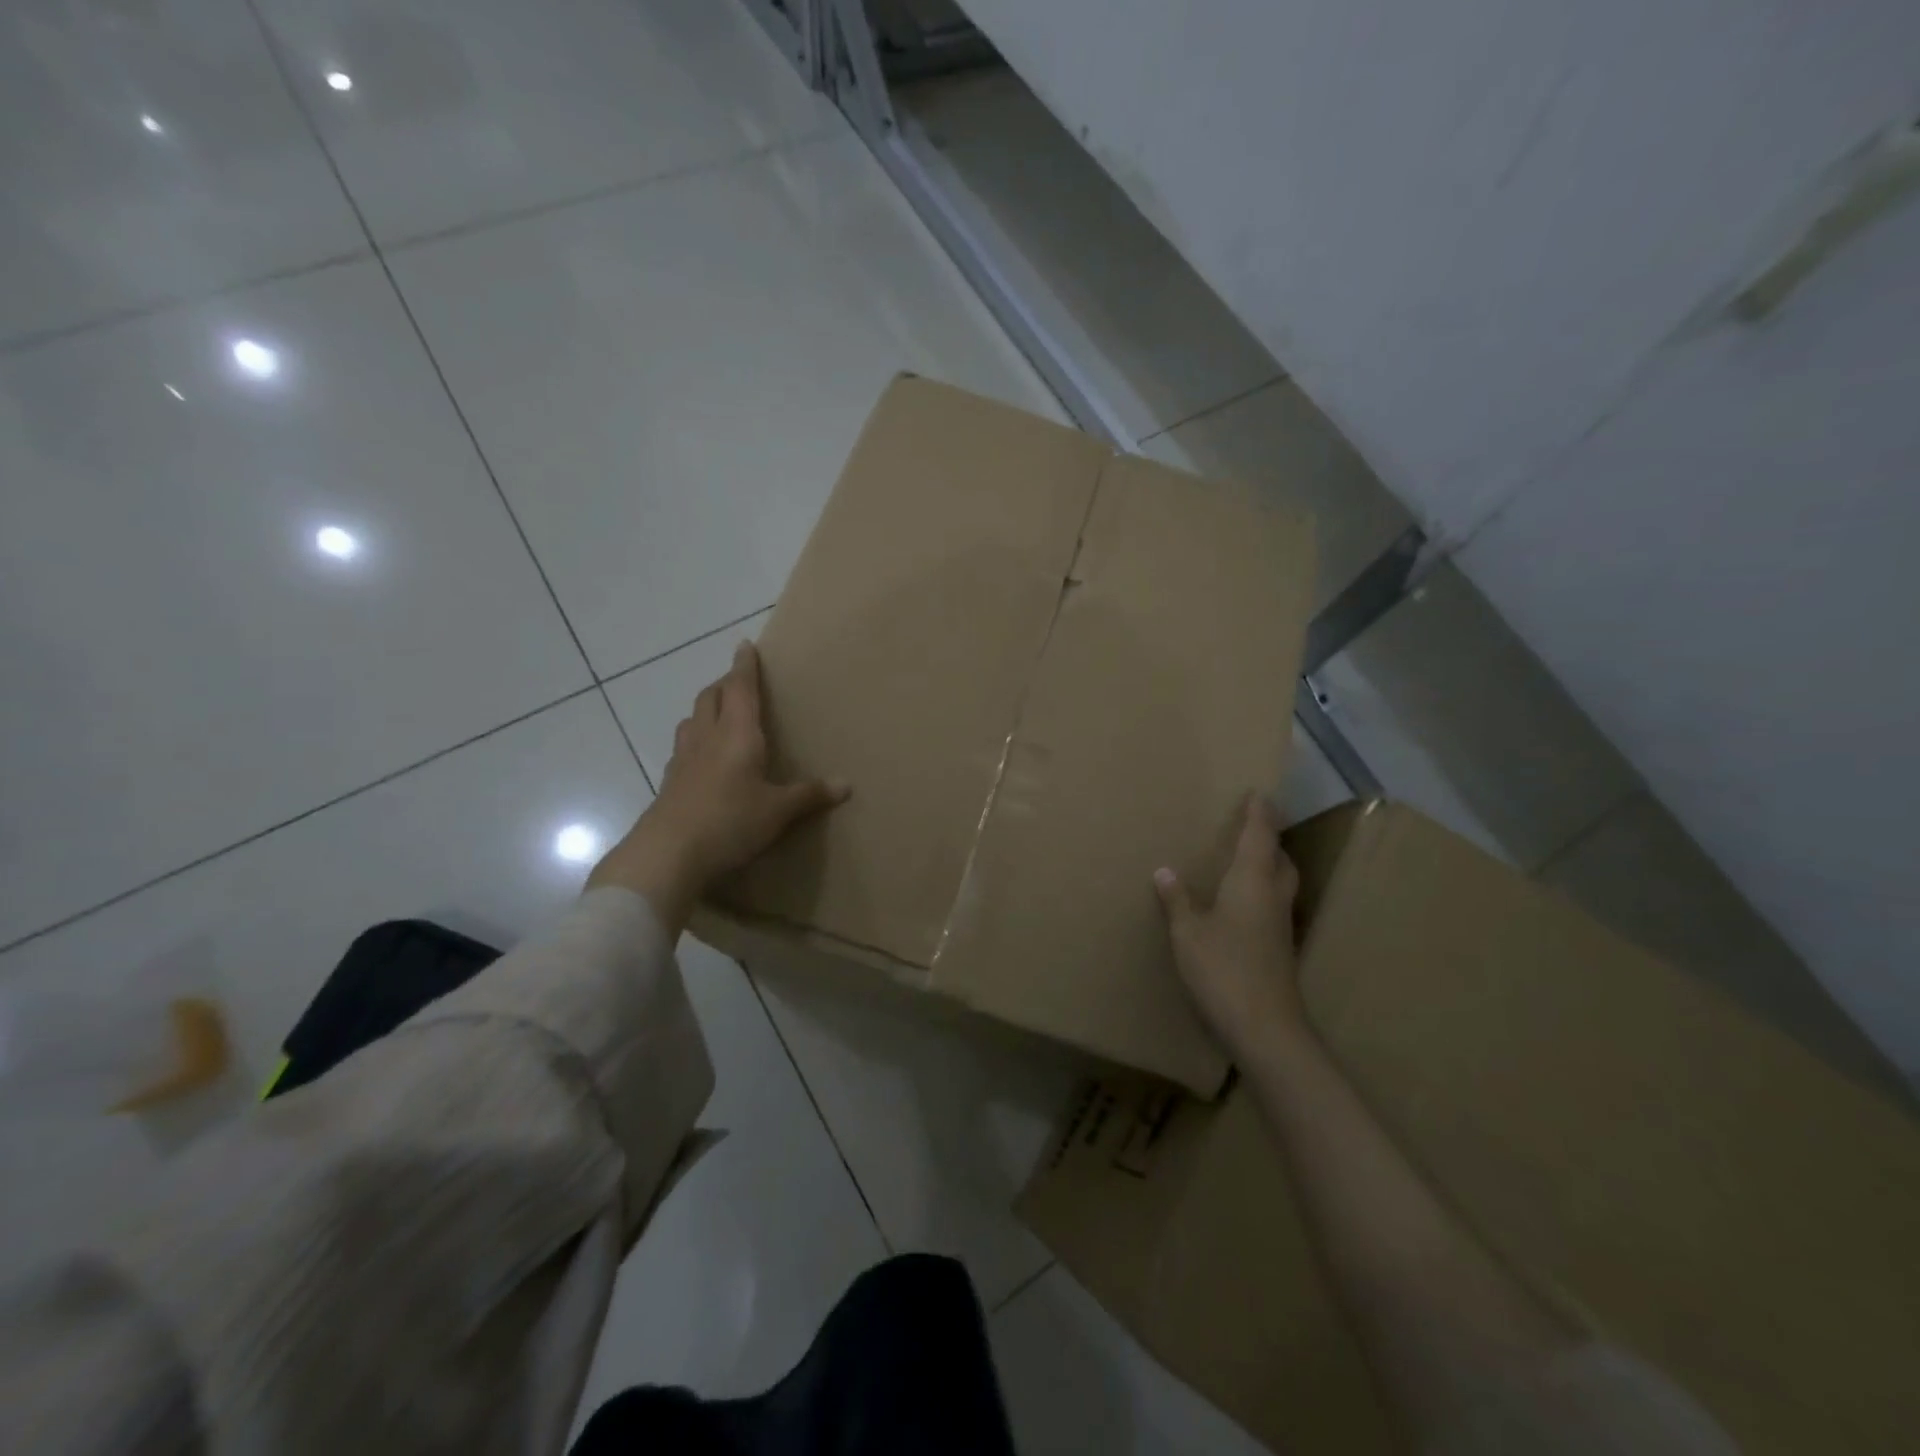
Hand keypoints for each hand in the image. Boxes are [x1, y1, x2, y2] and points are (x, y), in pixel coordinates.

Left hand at [588, 641, 848, 932]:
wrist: (667, 854)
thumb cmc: (730, 821)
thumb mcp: (777, 811)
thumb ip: (809, 795)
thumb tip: (847, 785)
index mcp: (737, 734)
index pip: (741, 688)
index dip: (745, 666)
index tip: (745, 645)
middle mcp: (707, 737)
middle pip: (711, 697)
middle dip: (725, 684)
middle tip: (739, 683)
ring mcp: (683, 759)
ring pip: (692, 720)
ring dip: (706, 710)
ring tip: (719, 715)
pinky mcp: (669, 783)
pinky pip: (682, 749)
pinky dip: (694, 741)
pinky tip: (701, 759)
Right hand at [1154, 793, 1306, 1058]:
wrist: (1264, 1027)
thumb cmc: (1222, 969)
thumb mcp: (1187, 932)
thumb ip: (1177, 899)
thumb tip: (1164, 871)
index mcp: (1252, 881)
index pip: (1260, 836)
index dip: (1260, 813)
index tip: (1259, 792)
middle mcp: (1273, 896)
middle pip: (1280, 858)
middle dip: (1269, 839)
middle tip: (1252, 827)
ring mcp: (1280, 924)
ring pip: (1281, 882)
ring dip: (1270, 865)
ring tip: (1247, 860)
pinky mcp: (1280, 948)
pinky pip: (1274, 904)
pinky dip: (1263, 892)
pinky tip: (1243, 904)